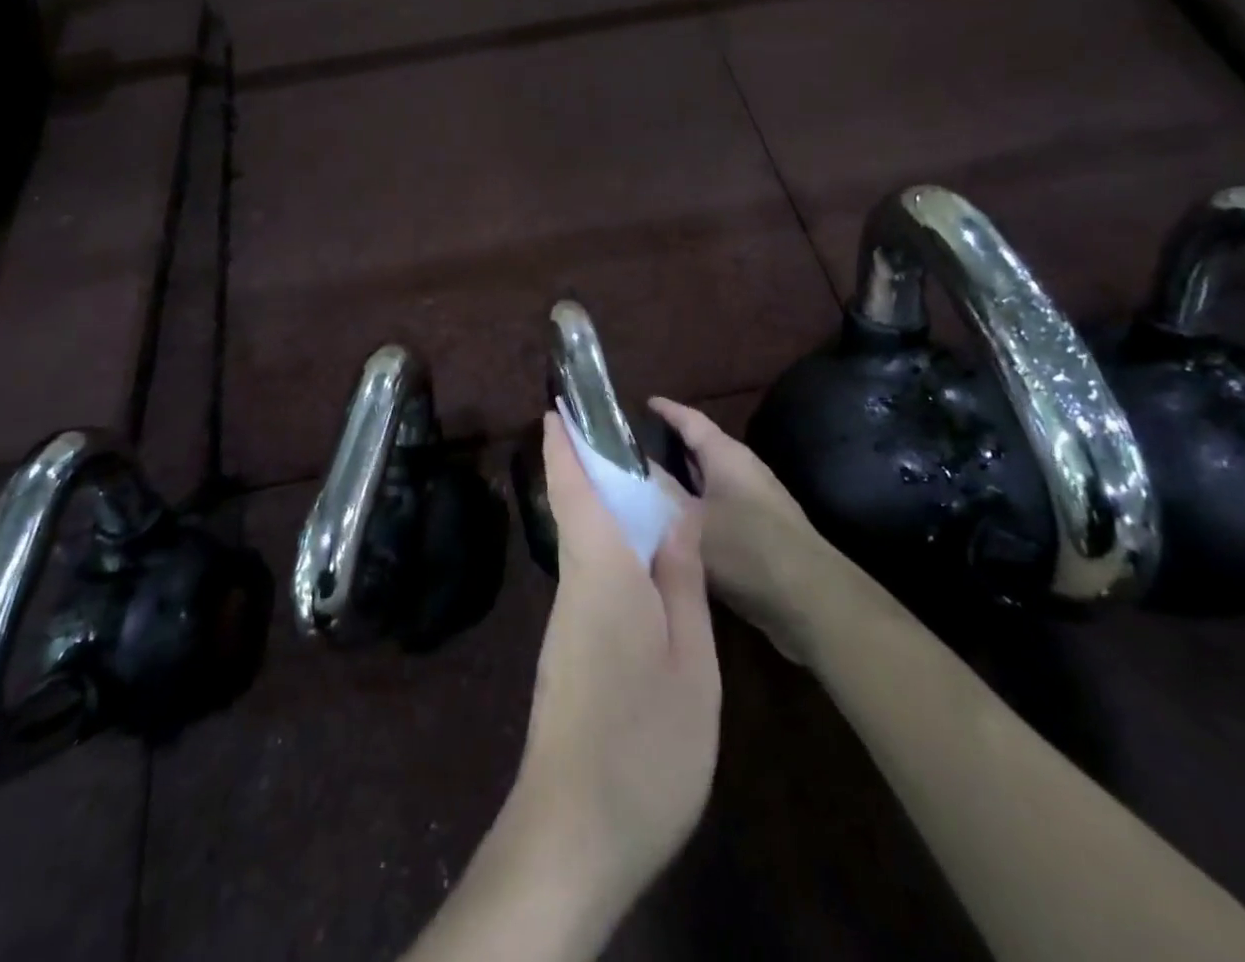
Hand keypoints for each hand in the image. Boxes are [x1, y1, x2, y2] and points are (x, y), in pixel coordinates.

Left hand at [505, 412, 719, 925]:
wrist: (575, 836)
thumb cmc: (645, 743)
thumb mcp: (689, 661)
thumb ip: (681, 582)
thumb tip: (673, 517)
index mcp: (601, 575)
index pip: (573, 493)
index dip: (563, 448)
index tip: (554, 407)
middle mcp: (575, 588)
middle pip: (577, 513)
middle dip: (587, 469)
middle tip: (617, 436)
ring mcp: (567, 625)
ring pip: (585, 548)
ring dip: (602, 509)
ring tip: (641, 488)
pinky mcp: (570, 655)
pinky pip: (592, 581)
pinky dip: (610, 552)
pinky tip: (642, 565)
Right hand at [649, 397, 827, 663]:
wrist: (809, 600)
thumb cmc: (746, 549)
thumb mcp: (690, 519)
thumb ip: (660, 491)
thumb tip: (632, 465)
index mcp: (726, 456)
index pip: (691, 420)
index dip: (667, 410)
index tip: (643, 402)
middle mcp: (742, 471)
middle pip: (700, 448)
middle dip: (669, 445)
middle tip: (631, 447)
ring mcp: (753, 502)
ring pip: (706, 481)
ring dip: (679, 480)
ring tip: (643, 483)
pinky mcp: (757, 532)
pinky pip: (715, 507)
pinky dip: (691, 507)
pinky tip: (671, 524)